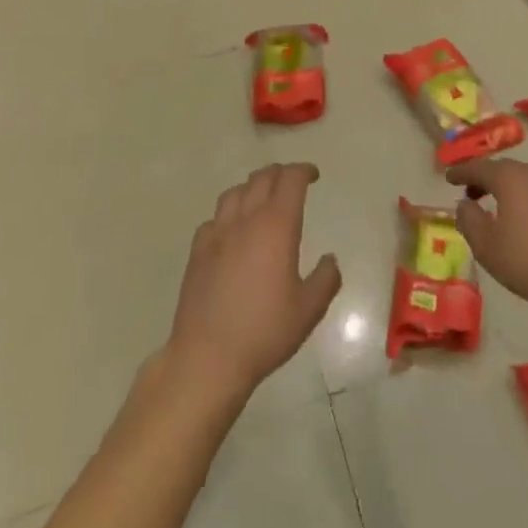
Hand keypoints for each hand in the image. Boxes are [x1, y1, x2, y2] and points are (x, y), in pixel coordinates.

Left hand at [165, 163, 340, 405]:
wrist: (208, 356)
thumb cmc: (264, 332)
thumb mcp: (309, 309)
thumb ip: (326, 279)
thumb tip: (330, 259)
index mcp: (277, 226)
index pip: (291, 180)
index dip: (304, 170)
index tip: (314, 175)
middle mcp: (246, 220)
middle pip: (262, 178)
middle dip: (280, 173)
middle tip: (293, 181)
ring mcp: (217, 233)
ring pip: (235, 191)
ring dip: (253, 186)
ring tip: (263, 198)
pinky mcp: (197, 250)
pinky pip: (214, 217)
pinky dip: (229, 213)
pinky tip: (233, 230)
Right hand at [444, 157, 527, 320]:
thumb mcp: (488, 248)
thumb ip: (469, 221)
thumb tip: (464, 204)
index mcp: (510, 178)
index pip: (479, 167)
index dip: (461, 172)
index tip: (448, 177)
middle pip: (505, 170)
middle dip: (486, 180)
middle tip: (472, 194)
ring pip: (527, 181)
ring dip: (510, 190)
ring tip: (501, 210)